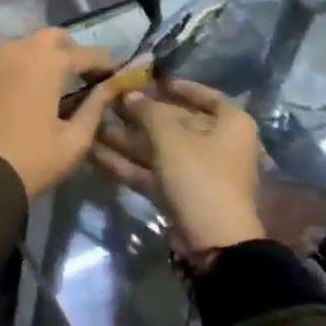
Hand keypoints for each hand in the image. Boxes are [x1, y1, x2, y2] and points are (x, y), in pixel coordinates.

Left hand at [0, 29, 120, 199]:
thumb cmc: (31, 160)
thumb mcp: (74, 141)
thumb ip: (94, 109)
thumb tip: (108, 89)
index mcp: (46, 62)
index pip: (85, 53)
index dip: (103, 62)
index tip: (114, 73)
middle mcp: (16, 50)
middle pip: (51, 37)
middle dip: (69, 50)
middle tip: (79, 74)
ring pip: (21, 46)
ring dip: (38, 57)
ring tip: (47, 82)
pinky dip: (13, 69)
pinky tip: (16, 91)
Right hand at [93, 78, 266, 251]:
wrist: (214, 243)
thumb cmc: (199, 175)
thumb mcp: (170, 137)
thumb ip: (147, 111)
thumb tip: (130, 95)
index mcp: (231, 124)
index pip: (204, 95)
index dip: (176, 86)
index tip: (148, 81)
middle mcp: (219, 144)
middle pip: (176, 122)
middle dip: (140, 115)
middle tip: (108, 103)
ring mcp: (200, 172)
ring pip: (159, 148)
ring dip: (128, 139)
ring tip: (94, 126)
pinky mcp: (182, 194)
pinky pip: (154, 172)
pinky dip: (129, 164)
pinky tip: (96, 154)